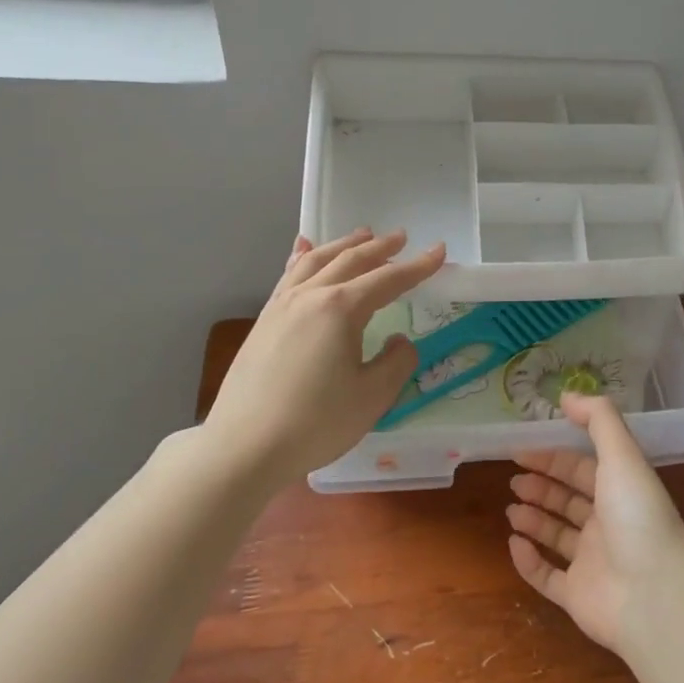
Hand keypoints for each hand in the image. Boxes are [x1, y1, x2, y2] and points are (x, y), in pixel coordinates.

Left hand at [199, 228, 445, 486]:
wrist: (244, 447)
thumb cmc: (315, 423)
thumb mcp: (372, 397)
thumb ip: (396, 362)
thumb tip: (399, 342)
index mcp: (341, 309)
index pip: (388, 280)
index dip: (417, 267)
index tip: (438, 252)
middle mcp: (310, 296)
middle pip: (351, 261)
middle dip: (380, 247)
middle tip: (402, 238)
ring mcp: (281, 306)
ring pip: (317, 261)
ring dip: (344, 245)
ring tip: (362, 235)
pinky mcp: (263, 322)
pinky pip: (289, 276)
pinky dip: (304, 257)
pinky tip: (304, 251)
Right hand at [505, 393, 683, 655]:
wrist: (654, 595)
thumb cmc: (637, 516)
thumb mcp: (622, 455)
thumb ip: (598, 419)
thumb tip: (567, 395)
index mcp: (620, 490)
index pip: (583, 468)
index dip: (553, 458)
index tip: (521, 450)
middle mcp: (607, 524)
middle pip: (569, 500)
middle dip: (541, 487)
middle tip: (513, 479)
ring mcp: (593, 562)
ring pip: (557, 536)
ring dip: (533, 520)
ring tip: (510, 509)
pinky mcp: (578, 596)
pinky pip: (547, 577)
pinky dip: (528, 561)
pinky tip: (514, 543)